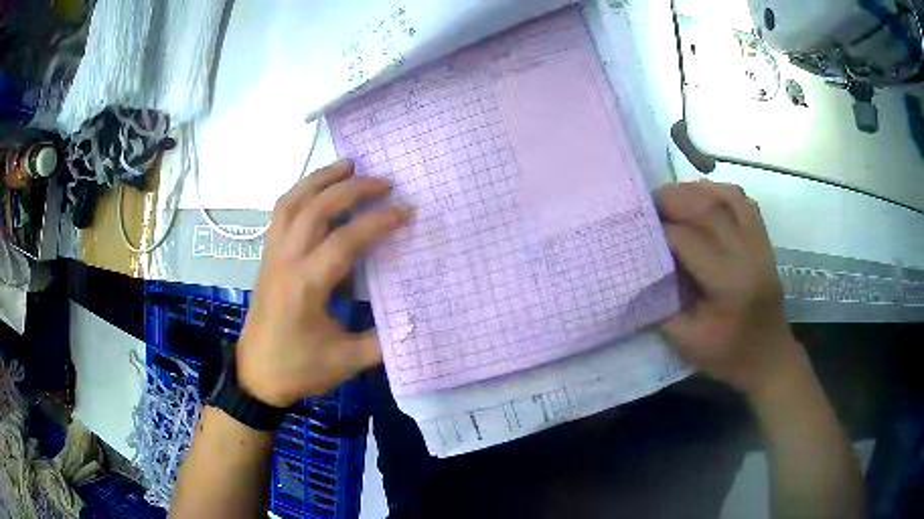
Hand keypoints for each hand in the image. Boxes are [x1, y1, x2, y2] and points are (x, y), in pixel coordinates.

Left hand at [236, 160, 410, 406]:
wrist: (255, 375)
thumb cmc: (298, 368)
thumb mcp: (347, 361)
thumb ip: (383, 339)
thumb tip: (414, 317)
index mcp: (306, 285)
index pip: (345, 241)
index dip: (378, 222)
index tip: (406, 210)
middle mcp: (286, 260)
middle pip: (316, 209)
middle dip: (351, 188)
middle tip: (382, 181)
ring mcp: (272, 255)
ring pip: (292, 202)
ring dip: (320, 179)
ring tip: (348, 166)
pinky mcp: (266, 257)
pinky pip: (280, 213)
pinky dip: (301, 193)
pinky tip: (317, 191)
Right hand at [656, 180, 800, 397]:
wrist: (769, 356)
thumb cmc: (728, 355)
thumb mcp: (688, 342)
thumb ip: (660, 306)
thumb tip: (638, 273)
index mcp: (730, 283)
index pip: (689, 241)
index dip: (658, 232)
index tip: (634, 231)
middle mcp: (748, 253)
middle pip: (708, 208)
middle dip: (673, 199)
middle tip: (646, 202)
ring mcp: (759, 242)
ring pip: (726, 196)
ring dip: (694, 190)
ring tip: (669, 196)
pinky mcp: (763, 239)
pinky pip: (741, 201)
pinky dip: (717, 191)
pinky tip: (700, 197)